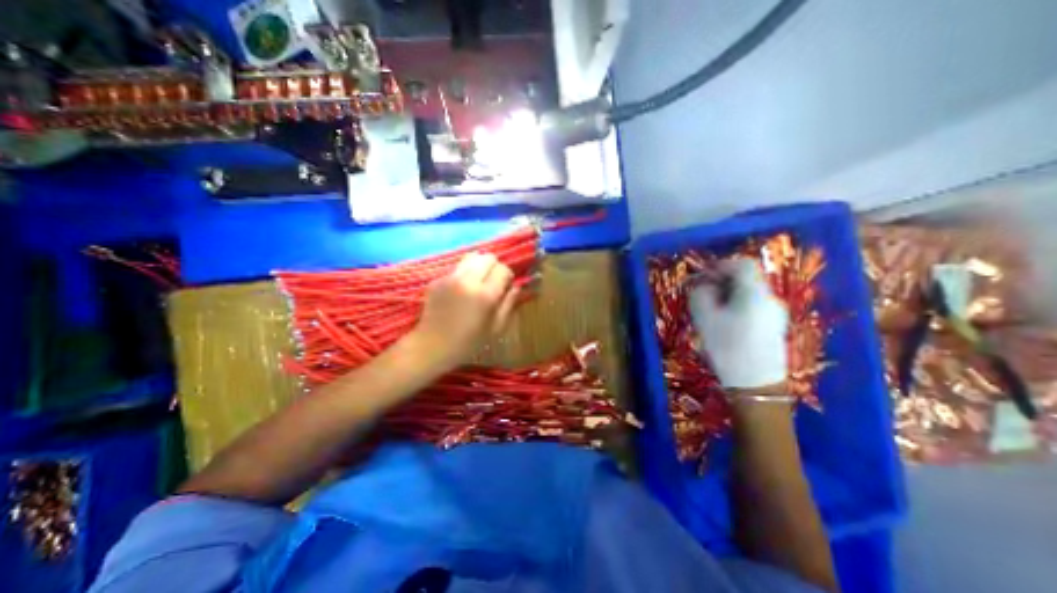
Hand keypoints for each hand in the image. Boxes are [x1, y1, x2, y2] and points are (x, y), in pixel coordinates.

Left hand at [408, 251, 518, 370]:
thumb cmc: (469, 342)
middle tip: (492, 282)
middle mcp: (468, 281)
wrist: (432, 346)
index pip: (503, 269)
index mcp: (485, 295)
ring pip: (471, 257)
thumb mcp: (496, 328)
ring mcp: (450, 278)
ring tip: (478, 281)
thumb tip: (516, 286)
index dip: (507, 277)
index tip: (505, 287)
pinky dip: (464, 273)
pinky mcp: (437, 279)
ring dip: (479, 266)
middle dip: (494, 267)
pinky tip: (461, 290)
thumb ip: (509, 304)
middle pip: (488, 257)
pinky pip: (457, 268)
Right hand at [690, 257, 787, 389]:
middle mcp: (770, 299)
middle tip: (704, 295)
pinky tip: (726, 323)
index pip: (743, 264)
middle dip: (722, 282)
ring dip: (728, 295)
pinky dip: (737, 306)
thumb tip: (703, 285)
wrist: (756, 385)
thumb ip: (701, 294)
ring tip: (712, 311)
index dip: (722, 265)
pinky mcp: (775, 327)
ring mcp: (776, 314)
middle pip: (746, 279)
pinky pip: (754, 306)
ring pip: (749, 293)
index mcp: (755, 293)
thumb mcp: (705, 318)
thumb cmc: (728, 348)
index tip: (704, 276)